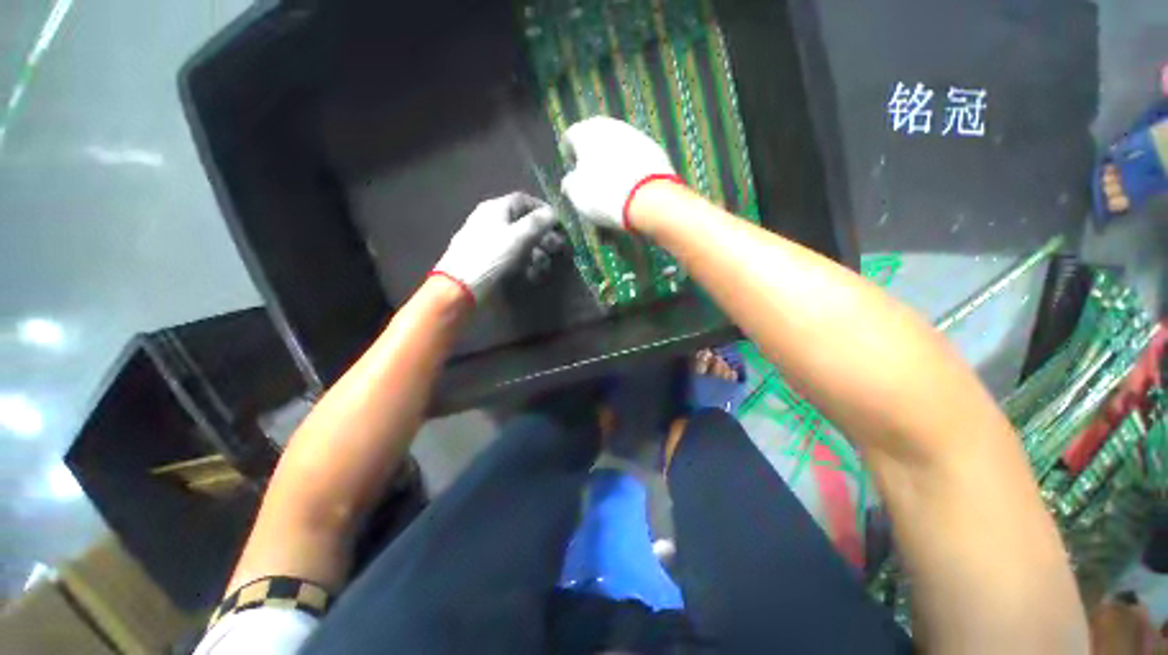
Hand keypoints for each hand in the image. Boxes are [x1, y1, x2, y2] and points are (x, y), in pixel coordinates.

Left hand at [432, 192, 555, 301]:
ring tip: (544, 266)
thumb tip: (552, 214)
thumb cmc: (491, 257)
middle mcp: (493, 222)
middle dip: (543, 236)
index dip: (543, 210)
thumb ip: (538, 222)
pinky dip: (524, 264)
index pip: (524, 200)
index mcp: (496, 209)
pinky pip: (512, 257)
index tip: (559, 224)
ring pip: (520, 243)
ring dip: (537, 253)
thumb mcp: (518, 236)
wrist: (461, 287)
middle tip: (558, 248)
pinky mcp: (490, 261)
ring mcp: (490, 242)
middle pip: (524, 223)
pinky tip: (531, 274)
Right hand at [560, 116, 680, 230]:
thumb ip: (569, 184)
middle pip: (595, 136)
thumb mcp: (577, 195)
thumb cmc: (604, 195)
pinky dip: (631, 164)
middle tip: (591, 173)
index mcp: (585, 132)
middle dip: (592, 152)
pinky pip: (636, 154)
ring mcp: (635, 134)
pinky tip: (630, 181)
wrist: (649, 199)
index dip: (569, 153)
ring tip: (612, 179)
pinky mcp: (655, 147)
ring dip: (612, 157)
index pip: (570, 137)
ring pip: (617, 143)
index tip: (571, 167)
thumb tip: (570, 181)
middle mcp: (610, 125)